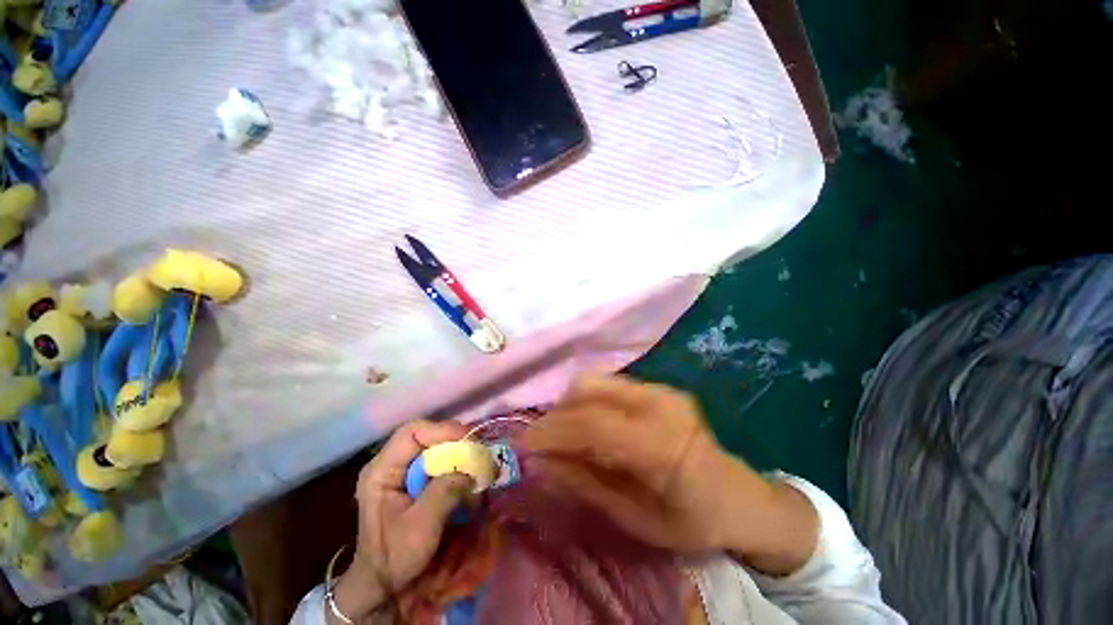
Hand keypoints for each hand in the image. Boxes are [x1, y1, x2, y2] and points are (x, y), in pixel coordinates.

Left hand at [330, 420, 472, 622]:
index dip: (442, 431)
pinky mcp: (415, 480)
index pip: (412, 433)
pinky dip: (456, 465)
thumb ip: (445, 492)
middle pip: (427, 436)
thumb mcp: (420, 527)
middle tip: (478, 453)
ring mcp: (402, 471)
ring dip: (457, 454)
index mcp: (381, 471)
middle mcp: (391, 464)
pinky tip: (467, 477)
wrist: (383, 585)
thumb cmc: (395, 557)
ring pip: (435, 447)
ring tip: (476, 465)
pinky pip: (439, 462)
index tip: (468, 442)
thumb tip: (472, 468)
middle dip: (454, 442)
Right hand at [524, 375, 817, 574]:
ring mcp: (660, 389)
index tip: (523, 444)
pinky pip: (608, 385)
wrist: (740, 496)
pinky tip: (590, 426)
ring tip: (565, 435)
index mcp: (662, 445)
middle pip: (588, 390)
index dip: (552, 431)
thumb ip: (586, 486)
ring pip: (594, 381)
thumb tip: (541, 463)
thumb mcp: (637, 522)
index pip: (593, 425)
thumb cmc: (693, 521)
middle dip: (556, 414)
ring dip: (570, 405)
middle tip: (544, 443)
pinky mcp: (657, 386)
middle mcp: (660, 404)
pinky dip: (588, 402)